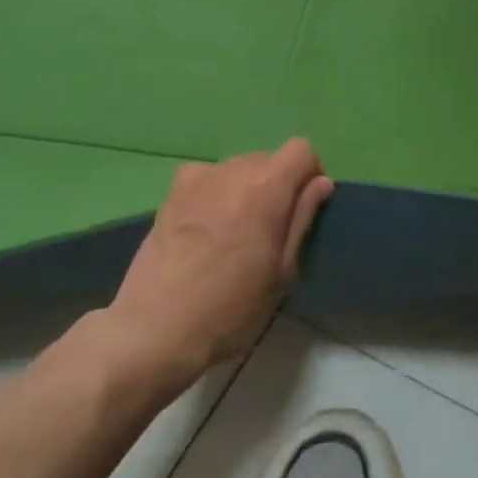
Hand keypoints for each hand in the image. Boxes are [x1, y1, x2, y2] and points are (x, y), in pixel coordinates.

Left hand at [74, 139, 333, 405]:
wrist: (157, 328)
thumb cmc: (231, 308)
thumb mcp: (282, 271)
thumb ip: (302, 219)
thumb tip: (319, 183)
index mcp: (266, 188)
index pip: (300, 150)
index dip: (309, 175)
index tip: (303, 210)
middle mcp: (231, 171)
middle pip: (268, 159)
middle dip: (278, 185)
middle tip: (270, 231)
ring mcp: (196, 179)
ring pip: (236, 169)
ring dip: (246, 190)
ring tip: (235, 233)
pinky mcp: (170, 194)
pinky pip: (206, 179)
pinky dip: (215, 193)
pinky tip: (206, 228)